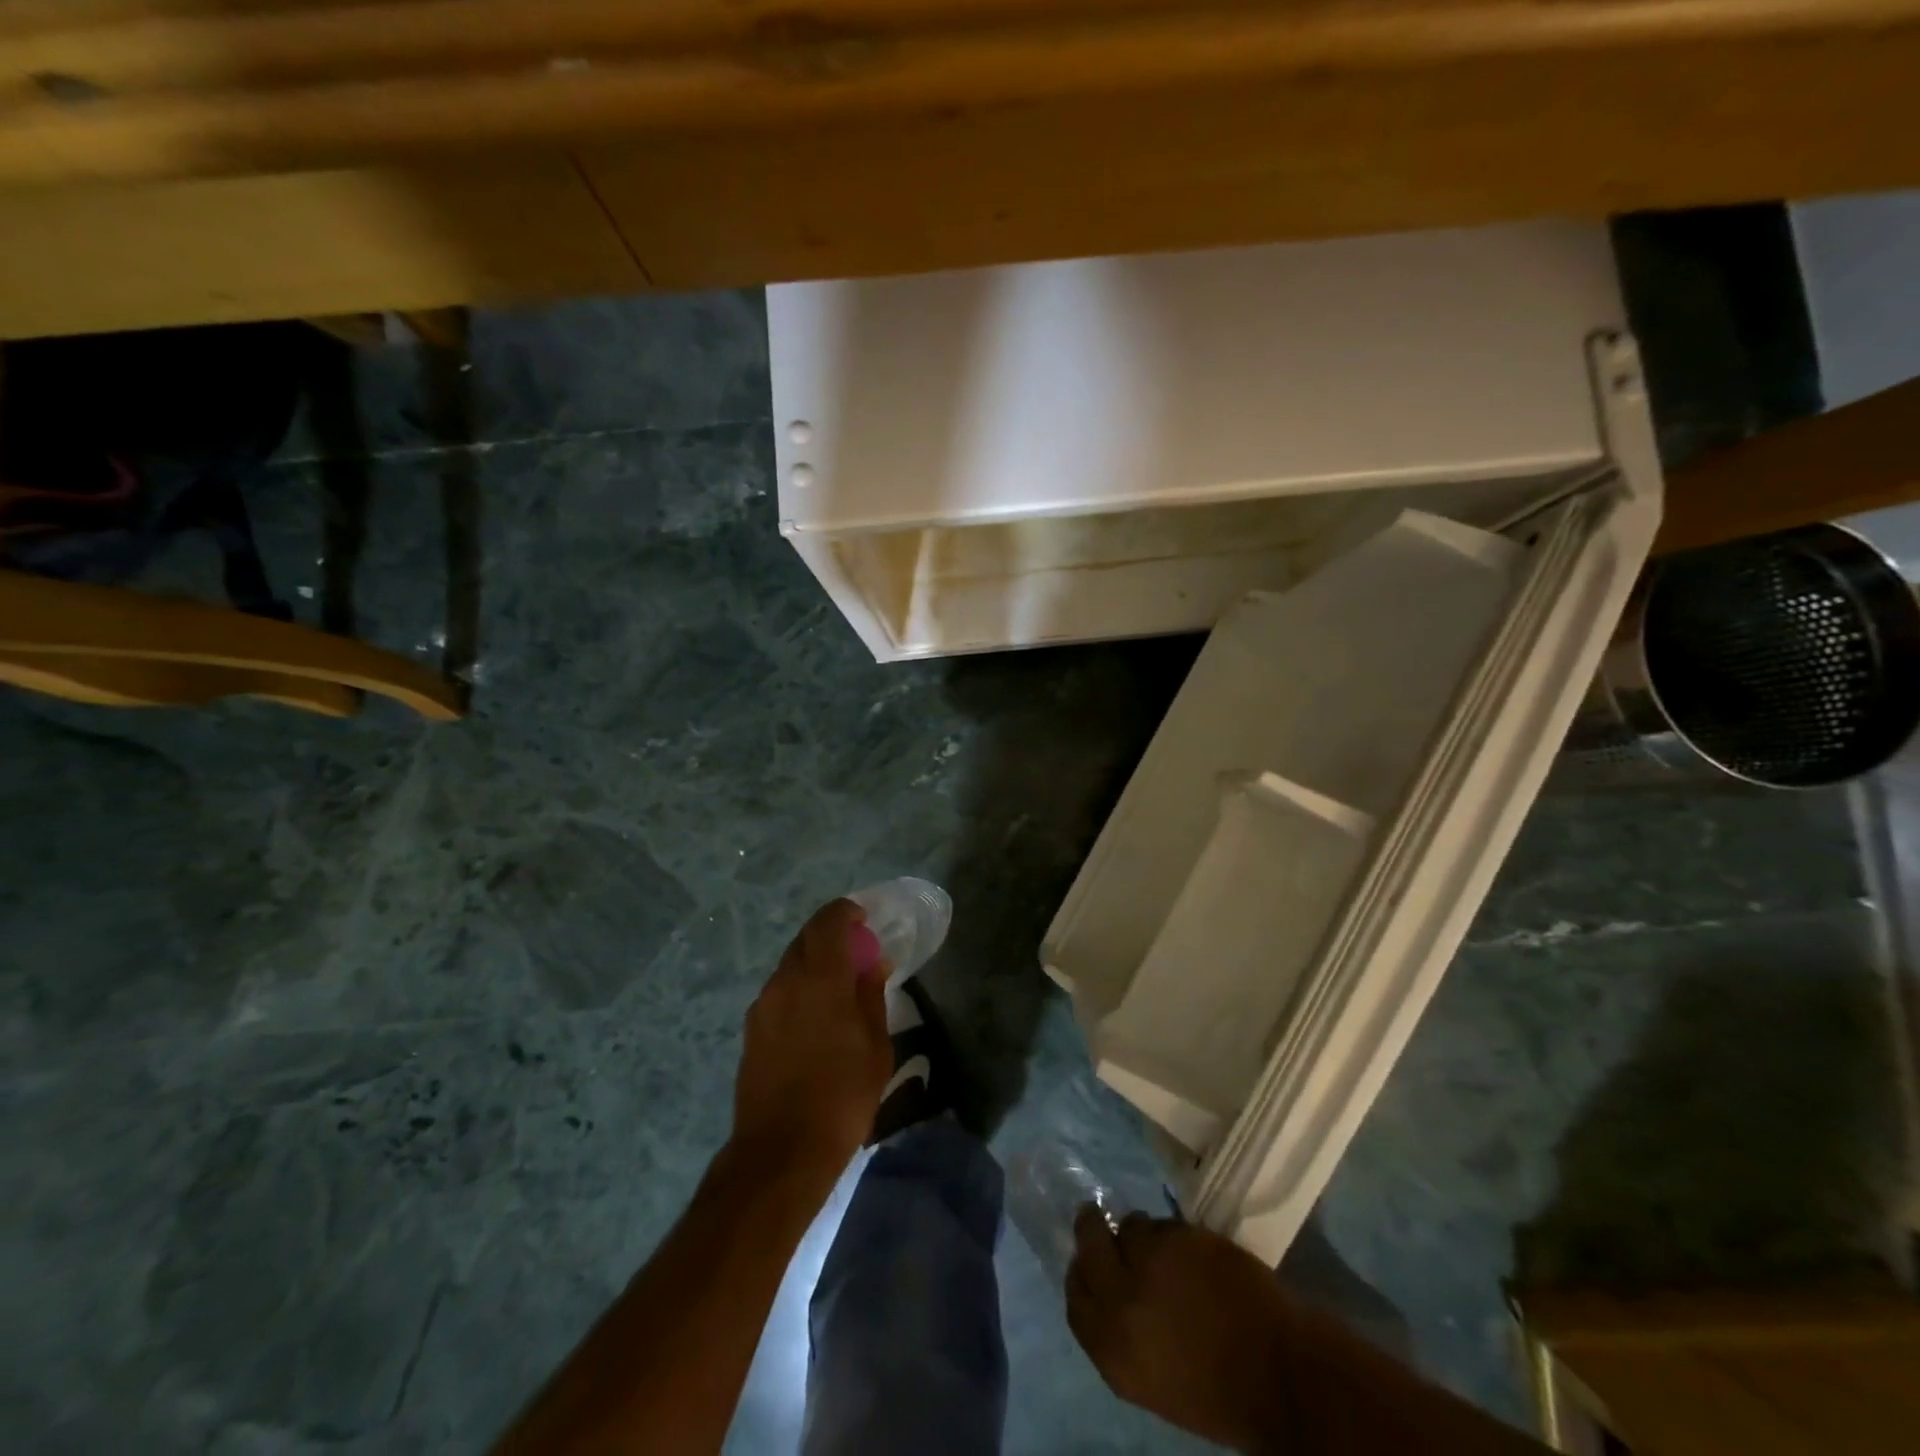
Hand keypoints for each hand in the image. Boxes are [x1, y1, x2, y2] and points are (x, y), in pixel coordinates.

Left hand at [731, 898, 891, 1182]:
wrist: (782, 1150)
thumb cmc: (842, 1095)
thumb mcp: (875, 1045)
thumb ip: (871, 996)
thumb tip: (873, 965)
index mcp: (820, 979)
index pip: (828, 923)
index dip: (845, 913)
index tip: (863, 918)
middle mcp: (785, 981)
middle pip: (805, 939)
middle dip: (830, 936)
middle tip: (855, 950)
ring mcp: (763, 1005)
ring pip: (790, 965)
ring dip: (813, 963)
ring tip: (837, 986)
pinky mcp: (751, 1029)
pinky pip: (779, 991)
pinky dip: (799, 987)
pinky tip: (815, 1015)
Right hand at [1067, 1211, 1298, 1451]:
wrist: (1279, 1377)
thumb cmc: (1218, 1392)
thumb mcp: (1151, 1379)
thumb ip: (1120, 1334)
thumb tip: (1106, 1293)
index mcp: (1110, 1350)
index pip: (1076, 1297)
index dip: (1080, 1274)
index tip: (1087, 1263)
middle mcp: (1118, 1301)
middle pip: (1088, 1245)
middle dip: (1092, 1230)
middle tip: (1099, 1220)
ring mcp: (1147, 1263)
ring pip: (1129, 1228)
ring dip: (1140, 1234)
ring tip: (1162, 1246)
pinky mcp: (1176, 1237)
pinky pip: (1161, 1223)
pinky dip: (1171, 1232)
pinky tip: (1190, 1249)